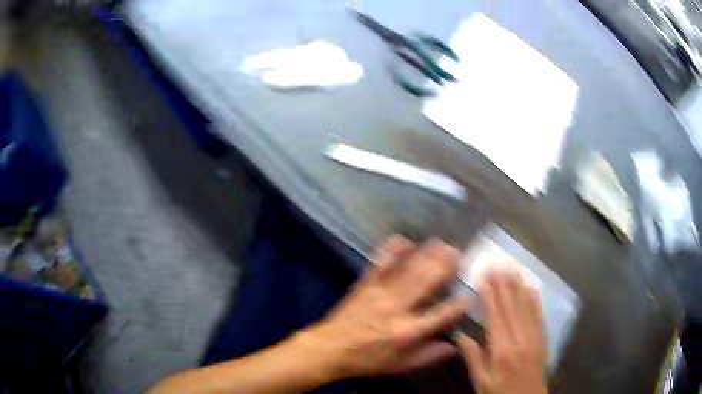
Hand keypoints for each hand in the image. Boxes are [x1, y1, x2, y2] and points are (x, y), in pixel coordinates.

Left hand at [303, 236, 468, 379]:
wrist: (331, 348)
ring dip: (426, 255)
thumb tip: (454, 347)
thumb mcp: (400, 365)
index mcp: (409, 332)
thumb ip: (428, 356)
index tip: (470, 294)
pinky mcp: (366, 284)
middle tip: (459, 253)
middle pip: (426, 283)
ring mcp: (381, 293)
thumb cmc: (368, 359)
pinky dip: (393, 251)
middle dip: (445, 266)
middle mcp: (398, 308)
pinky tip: (404, 240)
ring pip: (408, 270)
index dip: (459, 305)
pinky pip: (381, 264)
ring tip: (440, 243)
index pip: (442, 315)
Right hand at [456, 271, 547, 393]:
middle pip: (512, 309)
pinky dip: (536, 302)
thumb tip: (460, 336)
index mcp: (502, 351)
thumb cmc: (500, 393)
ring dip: (519, 288)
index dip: (490, 298)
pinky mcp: (543, 340)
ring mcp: (534, 339)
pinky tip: (533, 289)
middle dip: (504, 286)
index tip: (484, 279)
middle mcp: (520, 340)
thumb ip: (473, 359)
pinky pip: (539, 317)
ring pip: (526, 308)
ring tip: (513, 270)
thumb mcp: (481, 382)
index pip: (495, 318)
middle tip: (498, 265)